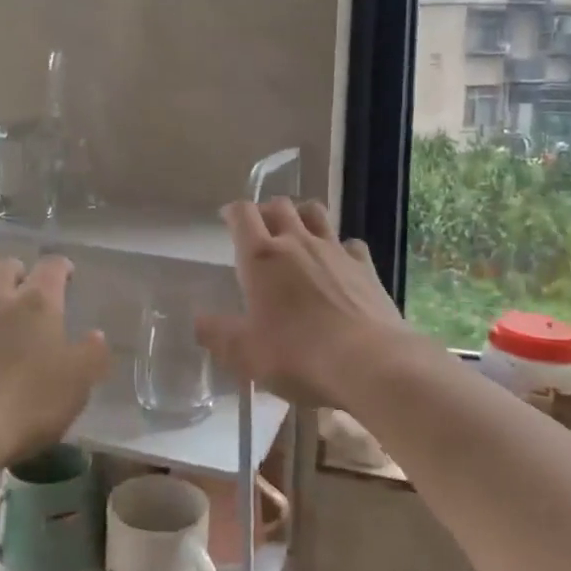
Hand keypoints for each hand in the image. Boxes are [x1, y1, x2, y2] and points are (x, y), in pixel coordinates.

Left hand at [0, 255, 109, 464]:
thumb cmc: (27, 403)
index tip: (66, 274)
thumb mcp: (77, 384)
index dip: (60, 267)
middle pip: (3, 266)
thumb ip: (92, 355)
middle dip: (16, 271)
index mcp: (36, 304)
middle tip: (24, 287)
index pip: (50, 267)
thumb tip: (96, 336)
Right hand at [195, 199, 411, 408]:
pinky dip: (341, 247)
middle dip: (266, 211)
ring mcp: (335, 251)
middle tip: (259, 228)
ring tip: (297, 231)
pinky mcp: (366, 267)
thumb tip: (199, 321)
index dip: (232, 212)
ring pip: (316, 213)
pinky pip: (350, 244)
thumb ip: (217, 334)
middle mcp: (297, 243)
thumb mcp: (245, 353)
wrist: (371, 365)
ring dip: (302, 215)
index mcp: (262, 257)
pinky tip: (339, 263)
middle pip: (280, 206)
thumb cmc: (298, 356)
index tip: (227, 218)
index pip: (243, 214)